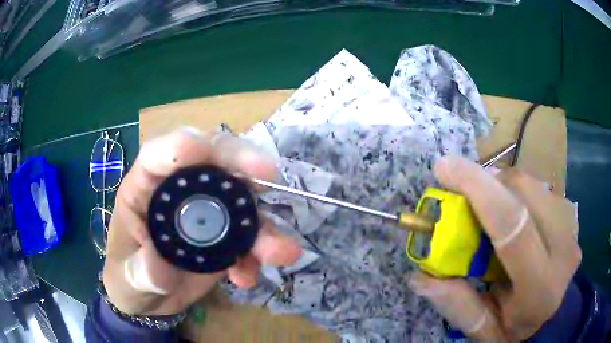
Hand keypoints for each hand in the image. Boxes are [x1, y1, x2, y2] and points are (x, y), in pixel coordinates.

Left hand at [102, 128, 301, 315]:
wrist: (148, 299)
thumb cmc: (126, 276)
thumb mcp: (126, 277)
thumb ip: (140, 271)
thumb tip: (160, 264)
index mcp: (144, 187)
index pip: (161, 153)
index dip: (184, 146)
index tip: (205, 149)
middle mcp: (178, 190)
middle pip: (212, 160)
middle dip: (241, 163)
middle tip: (268, 175)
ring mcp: (205, 211)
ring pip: (240, 200)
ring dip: (263, 224)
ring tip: (279, 251)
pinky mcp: (223, 235)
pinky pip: (249, 235)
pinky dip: (257, 253)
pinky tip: (246, 277)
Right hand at [408, 156, 580, 340]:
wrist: (554, 316)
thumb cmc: (517, 330)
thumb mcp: (484, 331)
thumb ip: (458, 306)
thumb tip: (421, 277)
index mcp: (540, 286)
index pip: (513, 225)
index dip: (479, 189)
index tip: (444, 168)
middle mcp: (563, 248)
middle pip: (523, 192)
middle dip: (487, 184)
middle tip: (463, 197)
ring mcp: (571, 227)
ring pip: (531, 184)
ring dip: (501, 187)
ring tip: (487, 210)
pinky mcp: (570, 215)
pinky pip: (538, 188)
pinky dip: (516, 191)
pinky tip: (510, 213)